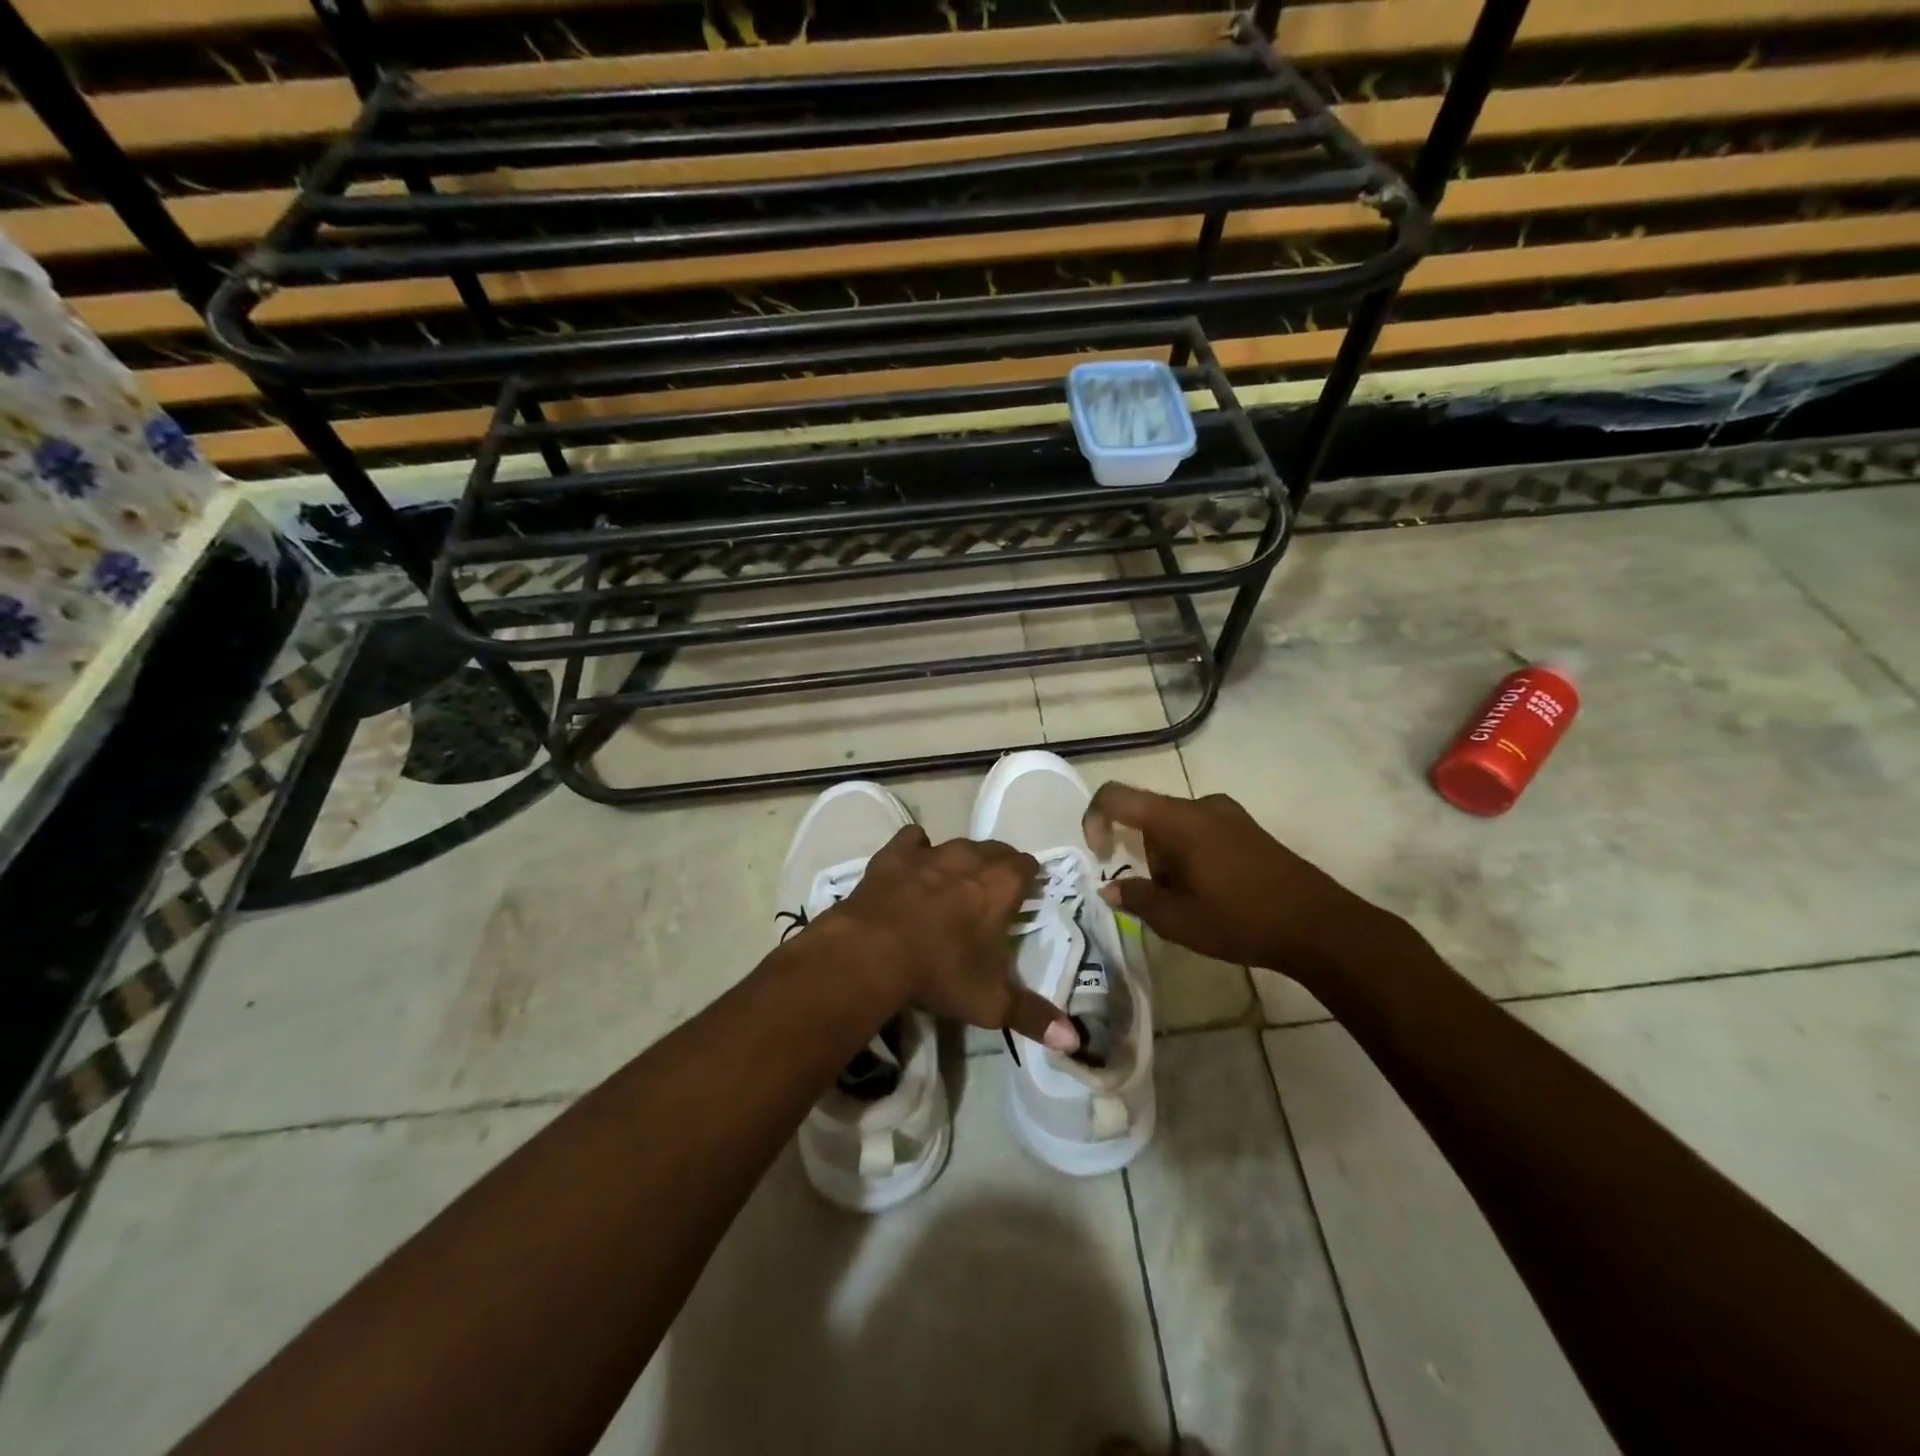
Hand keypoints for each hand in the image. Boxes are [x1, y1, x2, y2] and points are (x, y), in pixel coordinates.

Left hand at [832, 826, 1078, 1051]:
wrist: (872, 951)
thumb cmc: (940, 973)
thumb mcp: (991, 1003)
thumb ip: (1033, 1016)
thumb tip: (1074, 1040)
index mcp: (1002, 885)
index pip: (1028, 866)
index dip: (1028, 879)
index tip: (1024, 897)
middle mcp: (971, 858)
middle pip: (996, 850)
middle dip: (998, 867)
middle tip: (991, 895)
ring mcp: (931, 852)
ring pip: (958, 844)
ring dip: (961, 860)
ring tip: (955, 884)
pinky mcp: (895, 853)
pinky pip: (913, 840)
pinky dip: (917, 850)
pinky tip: (914, 868)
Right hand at [1083, 783, 1389, 974]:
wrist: (1319, 926)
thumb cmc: (1240, 919)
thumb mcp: (1177, 920)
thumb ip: (1136, 897)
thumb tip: (1109, 887)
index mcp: (1177, 819)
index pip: (1116, 796)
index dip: (1094, 819)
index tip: (1101, 856)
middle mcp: (1201, 805)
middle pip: (1149, 818)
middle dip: (1145, 857)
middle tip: (1165, 900)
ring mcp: (1229, 815)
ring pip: (1176, 829)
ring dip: (1171, 861)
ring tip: (1195, 905)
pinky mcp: (1249, 829)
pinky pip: (1202, 833)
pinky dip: (1194, 858)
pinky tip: (1217, 895)